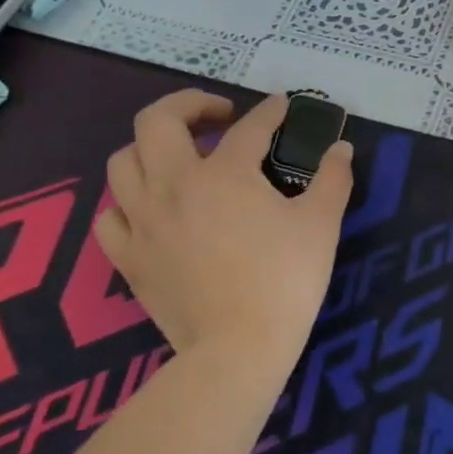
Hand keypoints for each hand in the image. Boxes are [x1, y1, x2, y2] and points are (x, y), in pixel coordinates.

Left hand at [95, 92, 353, 395]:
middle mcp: (173, 185)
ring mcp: (143, 222)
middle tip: (219, 117)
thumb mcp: (322, 223)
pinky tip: (152, 210)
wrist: (238, 348)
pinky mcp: (128, 258)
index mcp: (224, 173)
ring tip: (180, 157)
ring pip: (122, 162)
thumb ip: (333, 178)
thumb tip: (341, 148)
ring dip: (151, 148)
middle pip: (157, 121)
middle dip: (188, 105)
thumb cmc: (286, 279)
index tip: (283, 106)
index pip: (249, 127)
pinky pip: (110, 216)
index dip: (270, 111)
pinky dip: (127, 203)